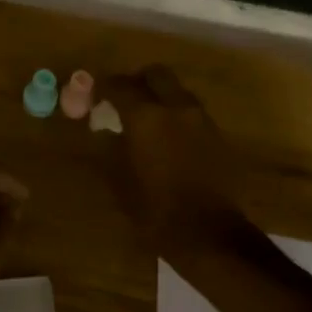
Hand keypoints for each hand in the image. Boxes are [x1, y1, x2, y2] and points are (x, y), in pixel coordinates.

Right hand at [101, 65, 247, 251]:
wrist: (211, 236)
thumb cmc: (156, 211)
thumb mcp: (120, 180)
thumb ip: (110, 147)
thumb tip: (104, 131)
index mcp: (146, 116)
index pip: (119, 85)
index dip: (103, 86)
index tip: (93, 95)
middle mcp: (176, 108)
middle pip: (156, 74)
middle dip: (137, 81)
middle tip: (123, 98)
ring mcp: (202, 120)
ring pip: (177, 91)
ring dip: (160, 97)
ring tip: (146, 120)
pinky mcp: (218, 137)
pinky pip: (191, 113)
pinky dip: (176, 116)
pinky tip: (167, 139)